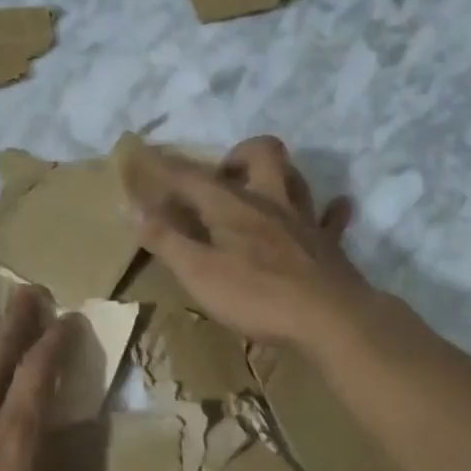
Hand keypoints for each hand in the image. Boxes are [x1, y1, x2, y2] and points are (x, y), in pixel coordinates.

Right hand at [118, 135, 367, 349]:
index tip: (146, 156)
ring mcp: (304, 220)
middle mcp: (270, 201)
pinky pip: (332, 218)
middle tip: (221, 179)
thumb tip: (138, 212)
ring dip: (279, 175)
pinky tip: (328, 211)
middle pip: (261, 153)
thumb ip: (168, 241)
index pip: (191, 176)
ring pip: (296, 178)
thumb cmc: (257, 296)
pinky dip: (329, 211)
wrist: (330, 318)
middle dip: (238, 155)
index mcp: (232, 206)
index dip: (165, 166)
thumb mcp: (199, 273)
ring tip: (262, 191)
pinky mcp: (329, 245)